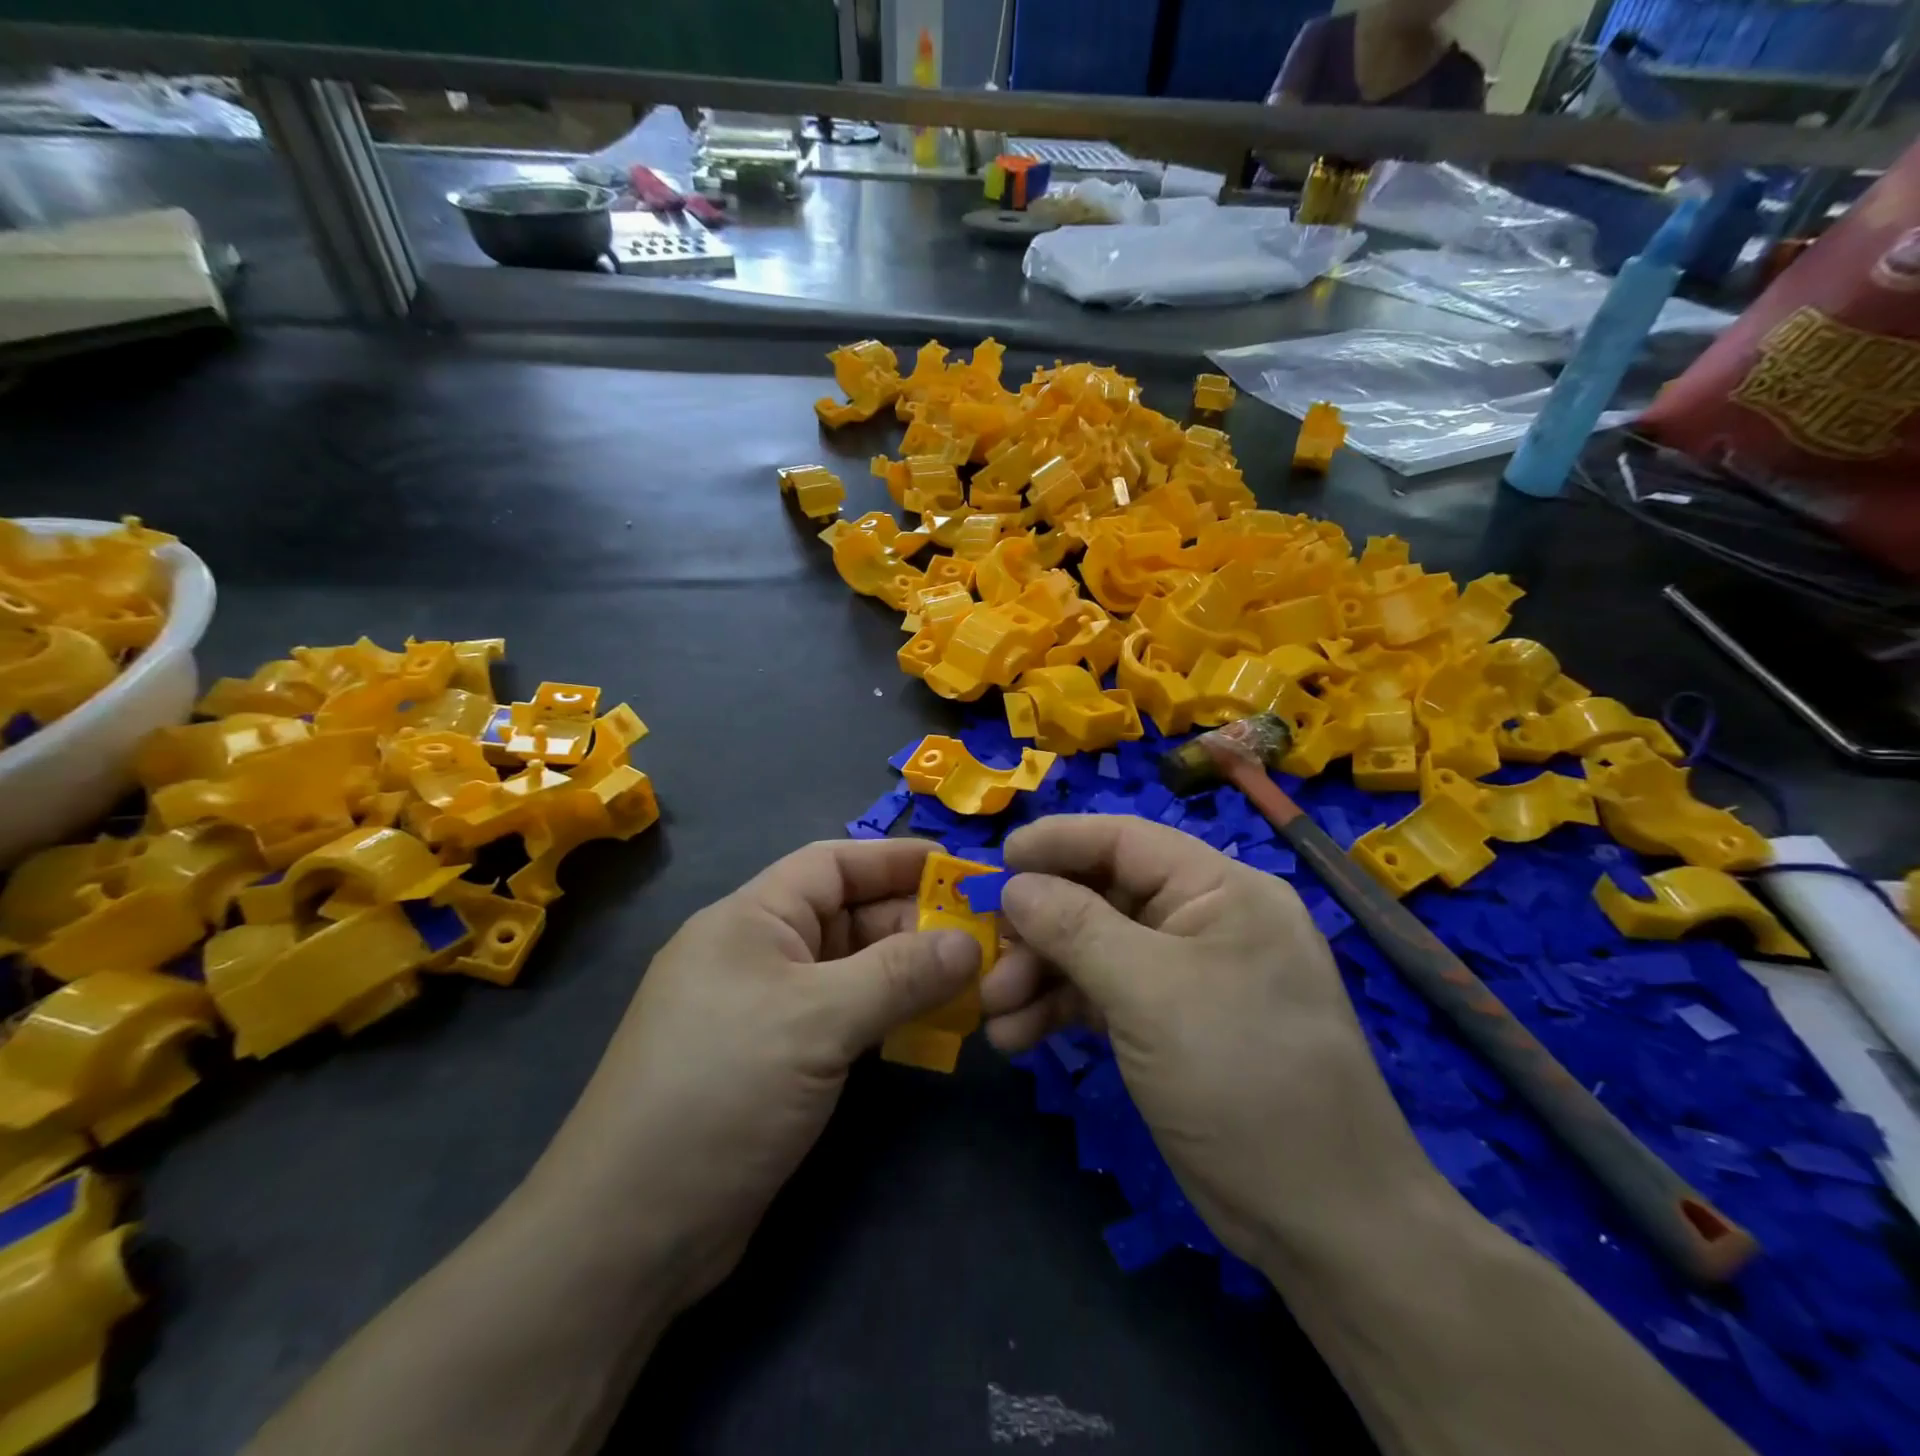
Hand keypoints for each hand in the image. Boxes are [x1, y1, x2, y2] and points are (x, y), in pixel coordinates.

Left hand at [533, 839, 978, 1308]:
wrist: (629, 1235)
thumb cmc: (721, 1093)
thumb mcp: (816, 1021)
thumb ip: (899, 974)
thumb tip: (971, 942)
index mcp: (751, 918)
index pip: (833, 864)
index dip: (897, 860)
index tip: (961, 871)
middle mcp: (758, 953)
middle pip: (848, 916)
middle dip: (913, 923)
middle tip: (983, 940)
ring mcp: (766, 1009)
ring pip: (850, 969)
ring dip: (906, 973)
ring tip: (971, 983)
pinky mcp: (777, 1060)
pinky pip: (844, 1016)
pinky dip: (886, 1015)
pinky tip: (928, 1028)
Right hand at [981, 815, 1444, 1265]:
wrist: (1321, 1220)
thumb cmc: (1242, 1076)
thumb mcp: (1151, 992)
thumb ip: (1075, 928)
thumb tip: (1014, 885)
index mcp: (1220, 889)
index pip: (1125, 840)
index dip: (1058, 842)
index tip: (997, 861)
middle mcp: (1202, 921)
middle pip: (1101, 897)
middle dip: (1039, 927)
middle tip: (986, 957)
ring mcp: (1184, 976)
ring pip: (1093, 950)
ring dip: (1039, 975)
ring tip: (995, 1012)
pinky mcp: (1168, 1024)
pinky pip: (1102, 996)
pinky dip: (1059, 1010)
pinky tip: (1018, 1037)